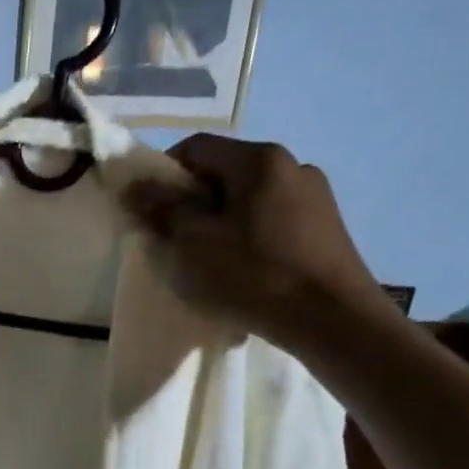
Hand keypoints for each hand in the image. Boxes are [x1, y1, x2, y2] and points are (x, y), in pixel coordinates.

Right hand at [122, 134, 394, 350]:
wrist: (332, 320)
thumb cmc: (253, 275)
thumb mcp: (192, 243)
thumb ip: (161, 208)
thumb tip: (135, 183)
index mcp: (259, 159)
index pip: (196, 147)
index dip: (162, 174)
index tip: (148, 211)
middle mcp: (292, 165)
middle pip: (224, 173)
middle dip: (191, 203)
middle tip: (172, 242)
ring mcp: (315, 196)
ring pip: (248, 199)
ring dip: (219, 222)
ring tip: (208, 262)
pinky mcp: (326, 228)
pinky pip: (271, 221)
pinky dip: (247, 238)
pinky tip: (243, 271)